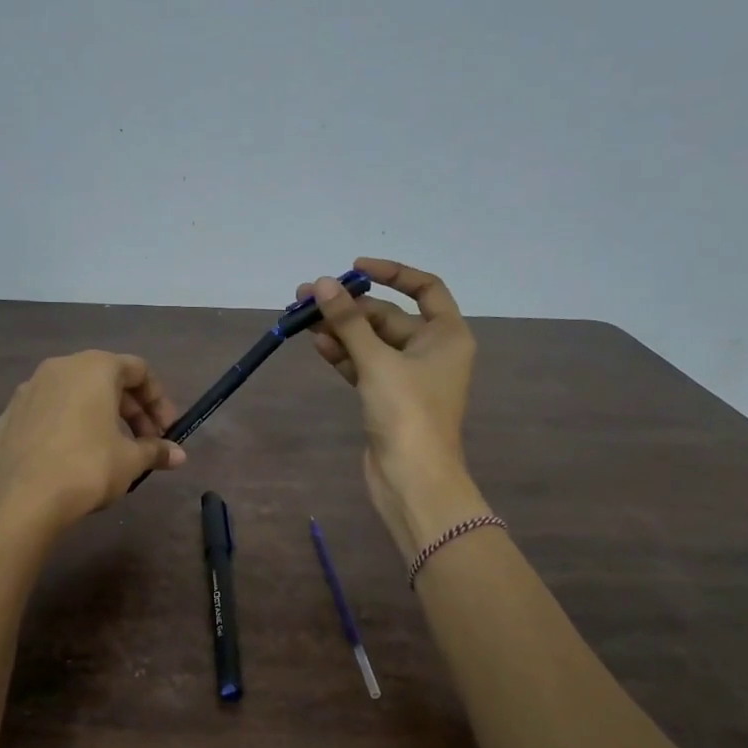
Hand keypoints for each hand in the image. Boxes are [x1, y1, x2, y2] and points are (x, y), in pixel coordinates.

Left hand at [0, 350, 184, 533]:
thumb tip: (178, 455)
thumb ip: (155, 451)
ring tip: (111, 452)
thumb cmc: (88, 467)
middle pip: (107, 380)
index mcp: (94, 367)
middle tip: (145, 444)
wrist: (21, 499)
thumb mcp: (131, 461)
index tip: (167, 431)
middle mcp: (60, 368)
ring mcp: (29, 390)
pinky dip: (68, 426)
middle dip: (132, 411)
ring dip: (100, 417)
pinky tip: (73, 458)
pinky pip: (49, 413)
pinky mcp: (9, 416)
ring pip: (75, 395)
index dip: (159, 401)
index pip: (138, 370)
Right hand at [298, 258, 487, 558]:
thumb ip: (348, 321)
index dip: (392, 273)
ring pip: (371, 342)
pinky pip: (363, 365)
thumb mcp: (377, 361)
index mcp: (446, 335)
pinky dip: (343, 354)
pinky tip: (317, 344)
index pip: (425, 288)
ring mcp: (407, 376)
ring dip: (340, 330)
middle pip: (388, 316)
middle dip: (349, 308)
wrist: (412, 480)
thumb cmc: (407, 413)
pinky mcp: (387, 397)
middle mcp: (430, 350)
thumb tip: (321, 284)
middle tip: (306, 298)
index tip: (355, 268)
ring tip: (302, 319)